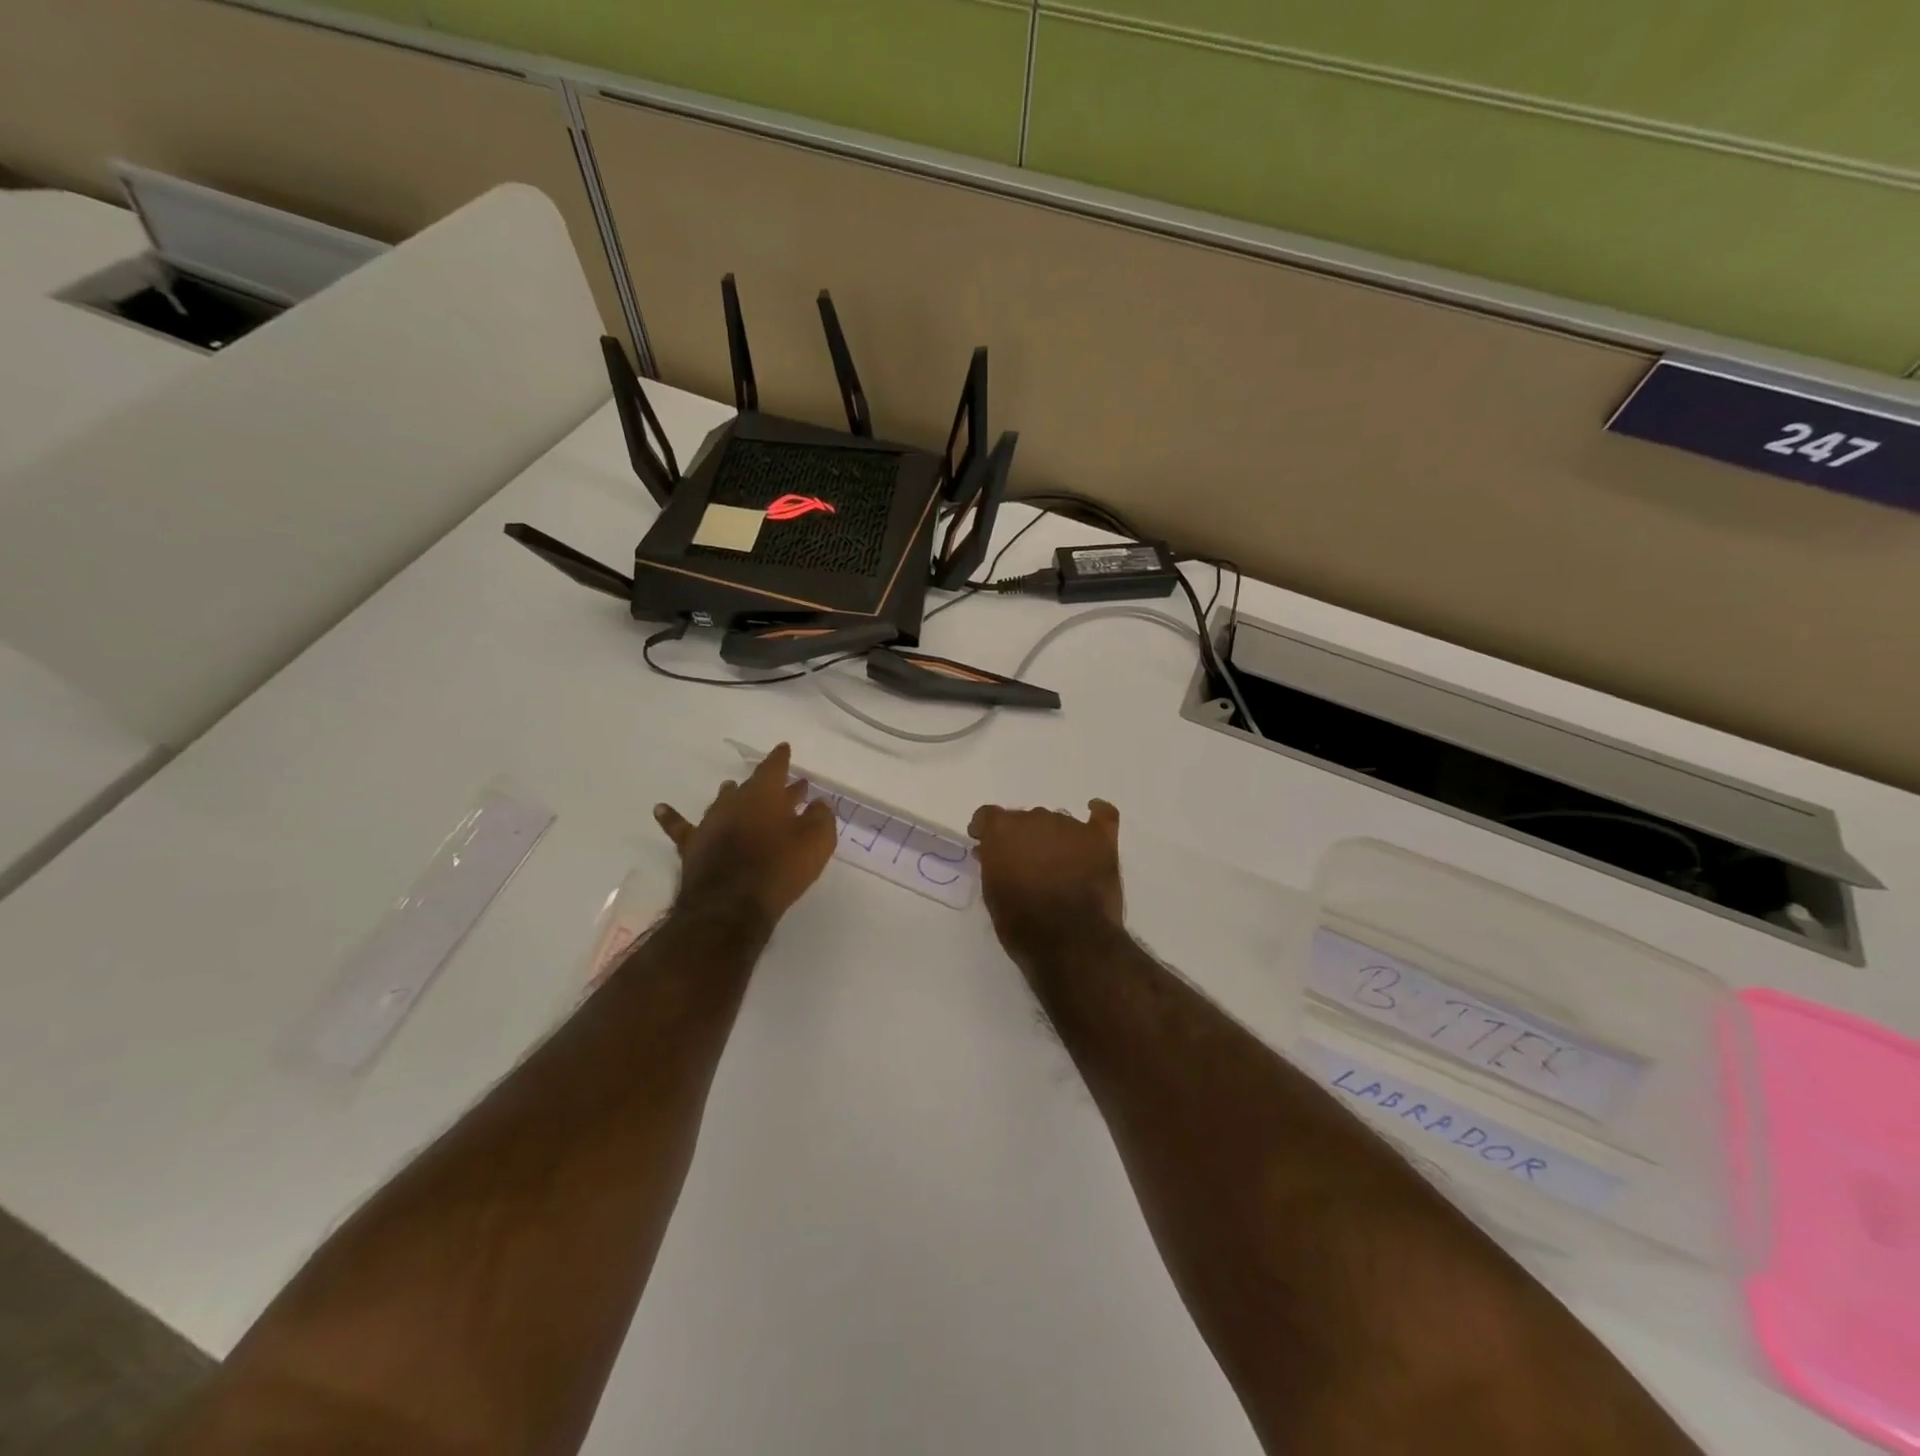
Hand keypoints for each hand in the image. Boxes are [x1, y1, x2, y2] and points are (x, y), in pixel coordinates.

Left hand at [654, 744, 836, 927]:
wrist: (731, 906)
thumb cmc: (780, 869)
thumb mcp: (816, 842)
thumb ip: (821, 817)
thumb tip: (817, 804)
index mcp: (765, 794)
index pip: (774, 767)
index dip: (781, 758)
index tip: (784, 749)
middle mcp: (735, 802)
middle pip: (752, 786)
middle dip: (767, 784)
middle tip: (781, 785)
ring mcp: (711, 823)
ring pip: (722, 802)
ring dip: (730, 795)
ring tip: (732, 788)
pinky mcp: (694, 846)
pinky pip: (681, 828)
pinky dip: (671, 817)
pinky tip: (660, 808)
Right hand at [967, 799, 1125, 958]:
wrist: (1072, 942)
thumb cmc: (1023, 924)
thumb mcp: (992, 896)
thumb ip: (992, 865)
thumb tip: (993, 852)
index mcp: (1003, 830)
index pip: (988, 815)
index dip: (985, 829)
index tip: (984, 844)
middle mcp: (1035, 818)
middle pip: (1024, 819)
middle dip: (1021, 837)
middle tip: (1024, 864)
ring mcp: (1071, 826)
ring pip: (1057, 821)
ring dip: (1052, 837)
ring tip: (1057, 864)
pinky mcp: (1101, 840)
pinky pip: (1102, 816)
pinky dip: (1097, 815)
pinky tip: (1094, 815)